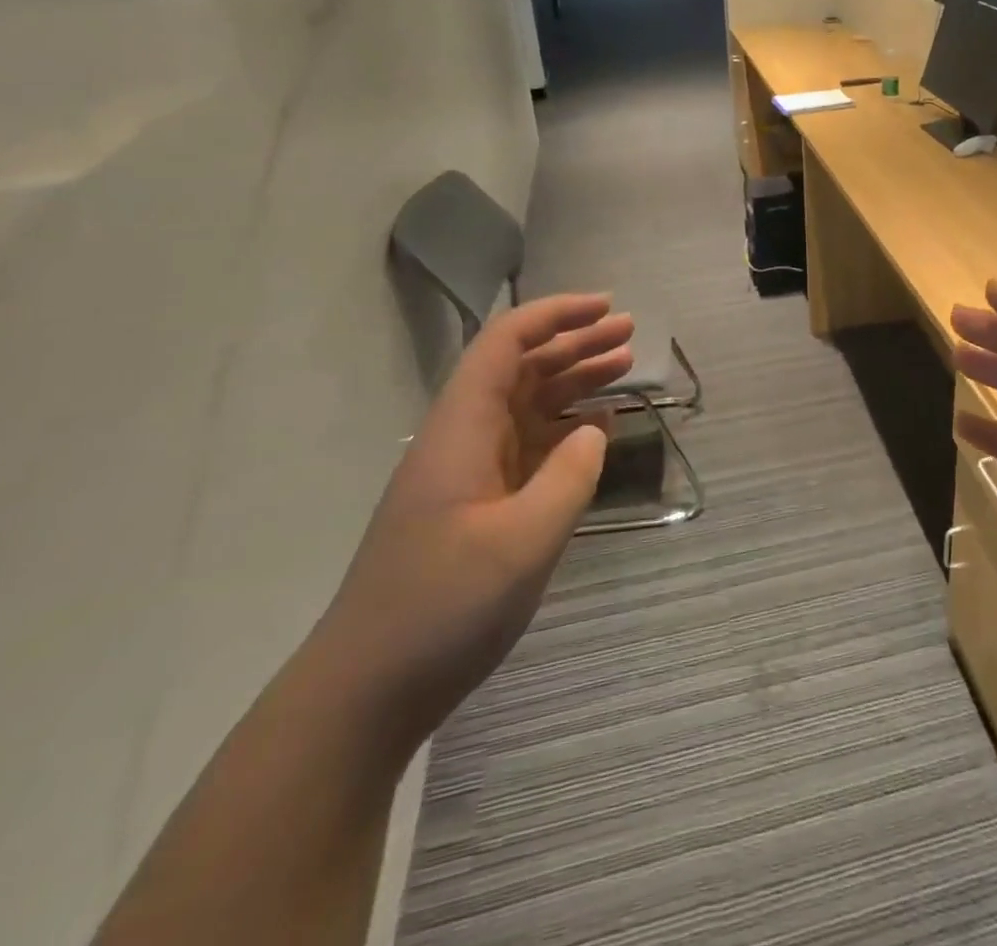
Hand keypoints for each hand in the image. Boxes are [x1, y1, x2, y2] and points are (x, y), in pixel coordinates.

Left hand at [302, 293, 634, 754]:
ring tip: (624, 366)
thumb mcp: (523, 542)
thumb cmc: (441, 608)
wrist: (366, 690)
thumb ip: (569, 476)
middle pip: (521, 368)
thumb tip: (595, 429)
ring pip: (527, 405)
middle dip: (574, 342)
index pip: (506, 344)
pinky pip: (528, 447)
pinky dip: (565, 429)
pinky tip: (597, 428)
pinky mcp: (477, 505)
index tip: (606, 306)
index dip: (556, 315)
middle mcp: (463, 438)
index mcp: (461, 429)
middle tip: (630, 333)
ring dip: (573, 382)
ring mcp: (469, 473)